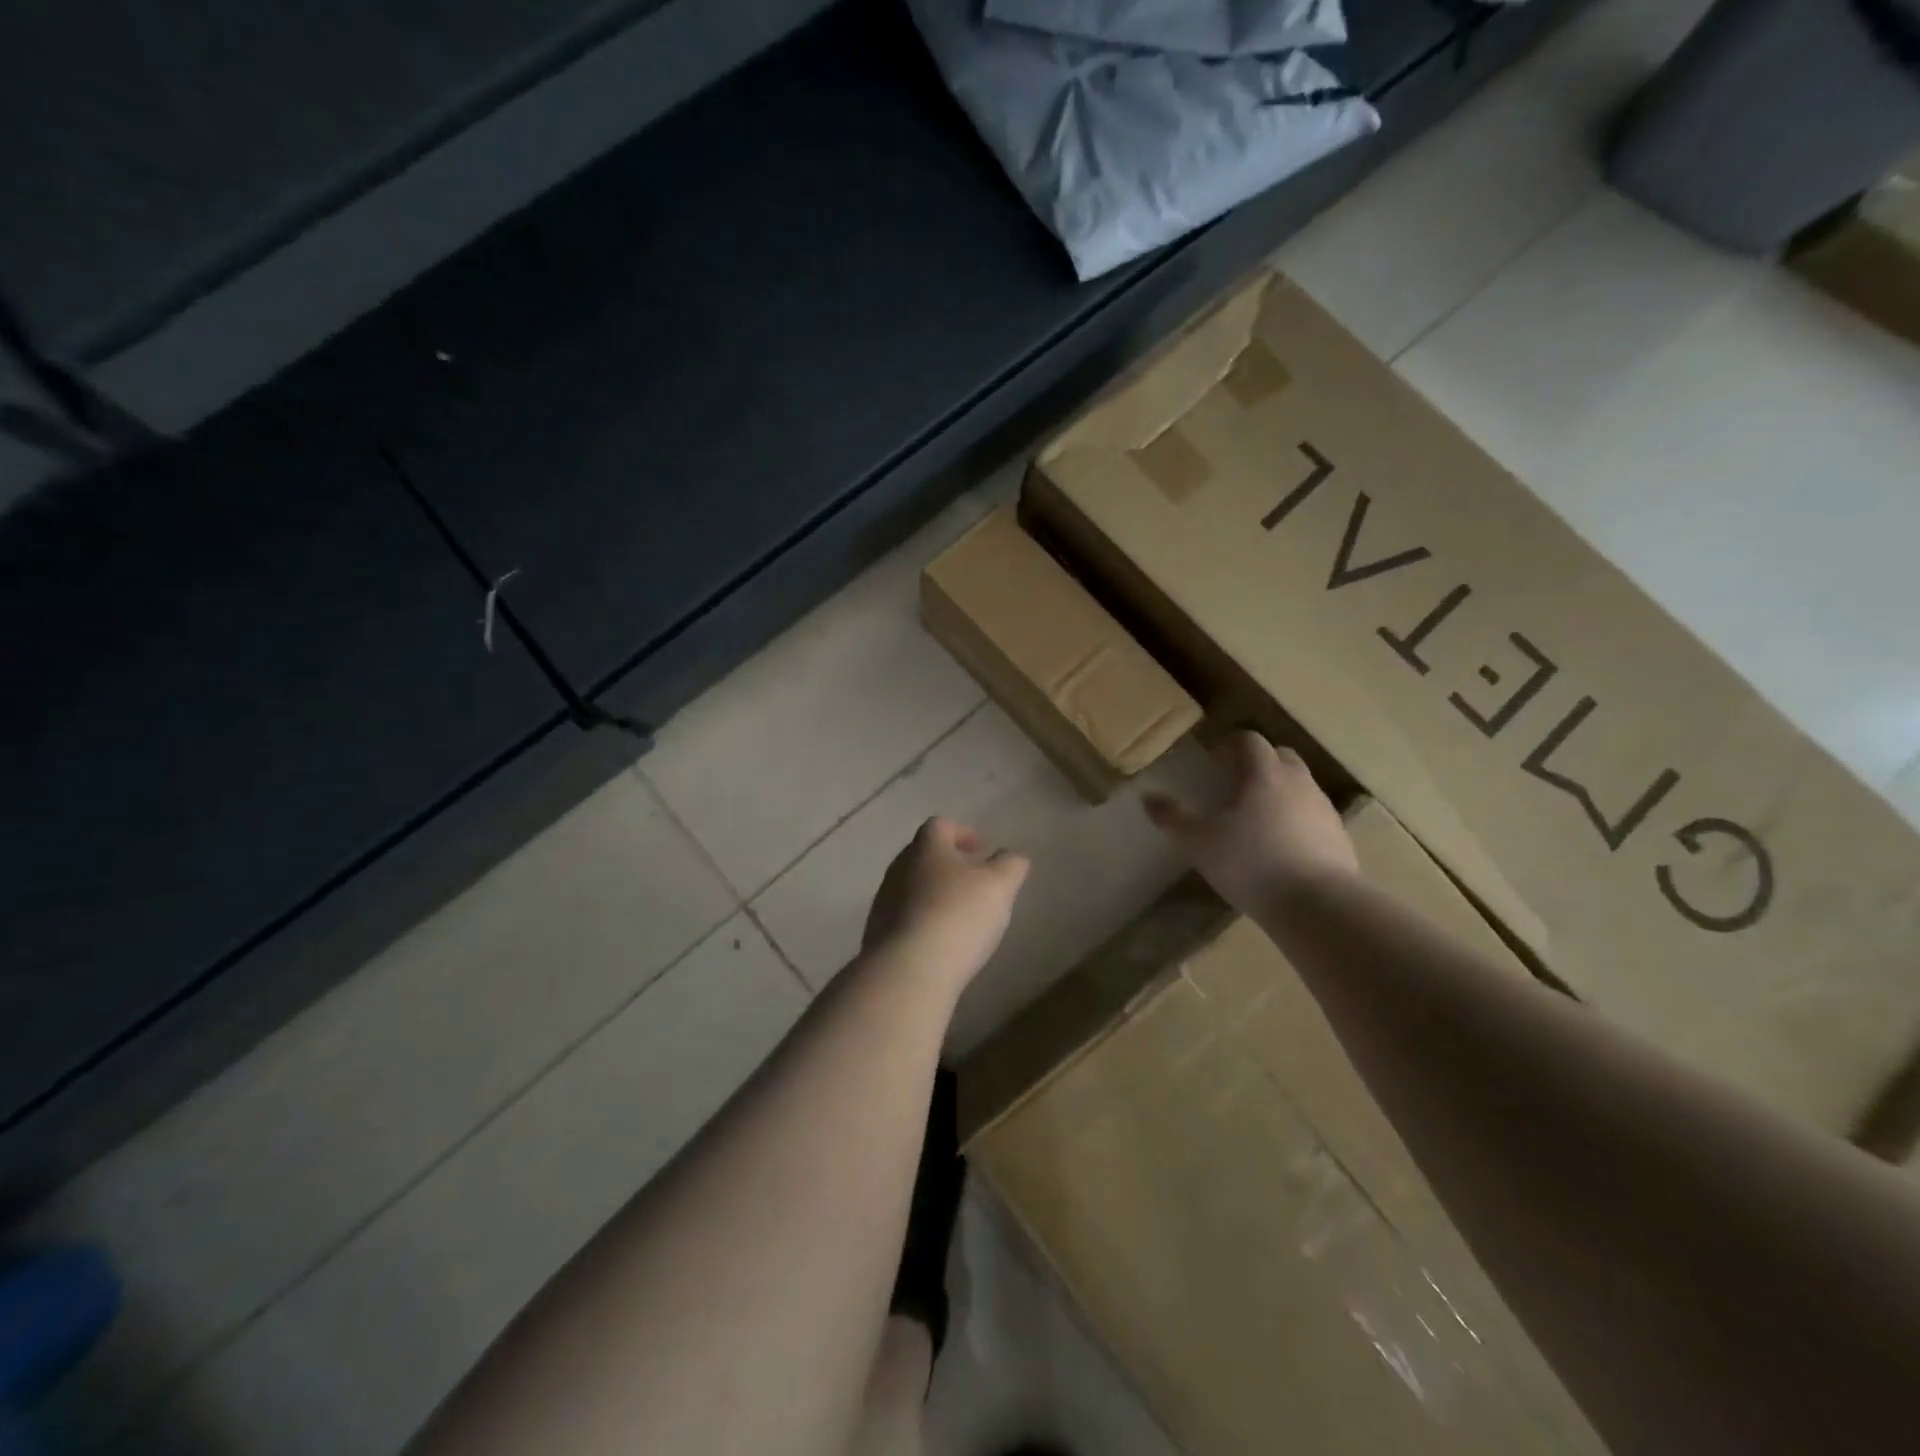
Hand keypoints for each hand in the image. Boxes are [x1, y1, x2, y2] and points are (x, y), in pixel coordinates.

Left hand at [862, 818, 1029, 990]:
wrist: (907, 970)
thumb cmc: (958, 916)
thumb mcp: (999, 886)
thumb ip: (1010, 865)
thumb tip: (1011, 855)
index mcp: (926, 848)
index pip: (940, 826)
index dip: (962, 832)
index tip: (982, 850)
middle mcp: (898, 868)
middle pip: (923, 855)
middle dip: (948, 864)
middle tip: (973, 882)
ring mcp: (883, 902)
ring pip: (911, 887)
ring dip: (934, 894)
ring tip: (959, 916)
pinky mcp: (877, 935)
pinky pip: (904, 918)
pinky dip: (922, 922)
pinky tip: (940, 943)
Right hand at [1142, 732, 1356, 918]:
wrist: (1318, 906)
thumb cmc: (1251, 864)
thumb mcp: (1199, 842)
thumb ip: (1173, 817)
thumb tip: (1147, 797)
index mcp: (1264, 773)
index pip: (1249, 740)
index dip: (1230, 745)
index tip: (1214, 760)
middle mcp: (1298, 782)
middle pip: (1280, 756)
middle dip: (1258, 763)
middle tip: (1234, 784)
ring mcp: (1323, 809)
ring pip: (1300, 785)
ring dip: (1279, 791)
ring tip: (1256, 818)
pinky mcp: (1339, 836)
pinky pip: (1313, 815)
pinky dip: (1296, 819)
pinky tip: (1281, 846)